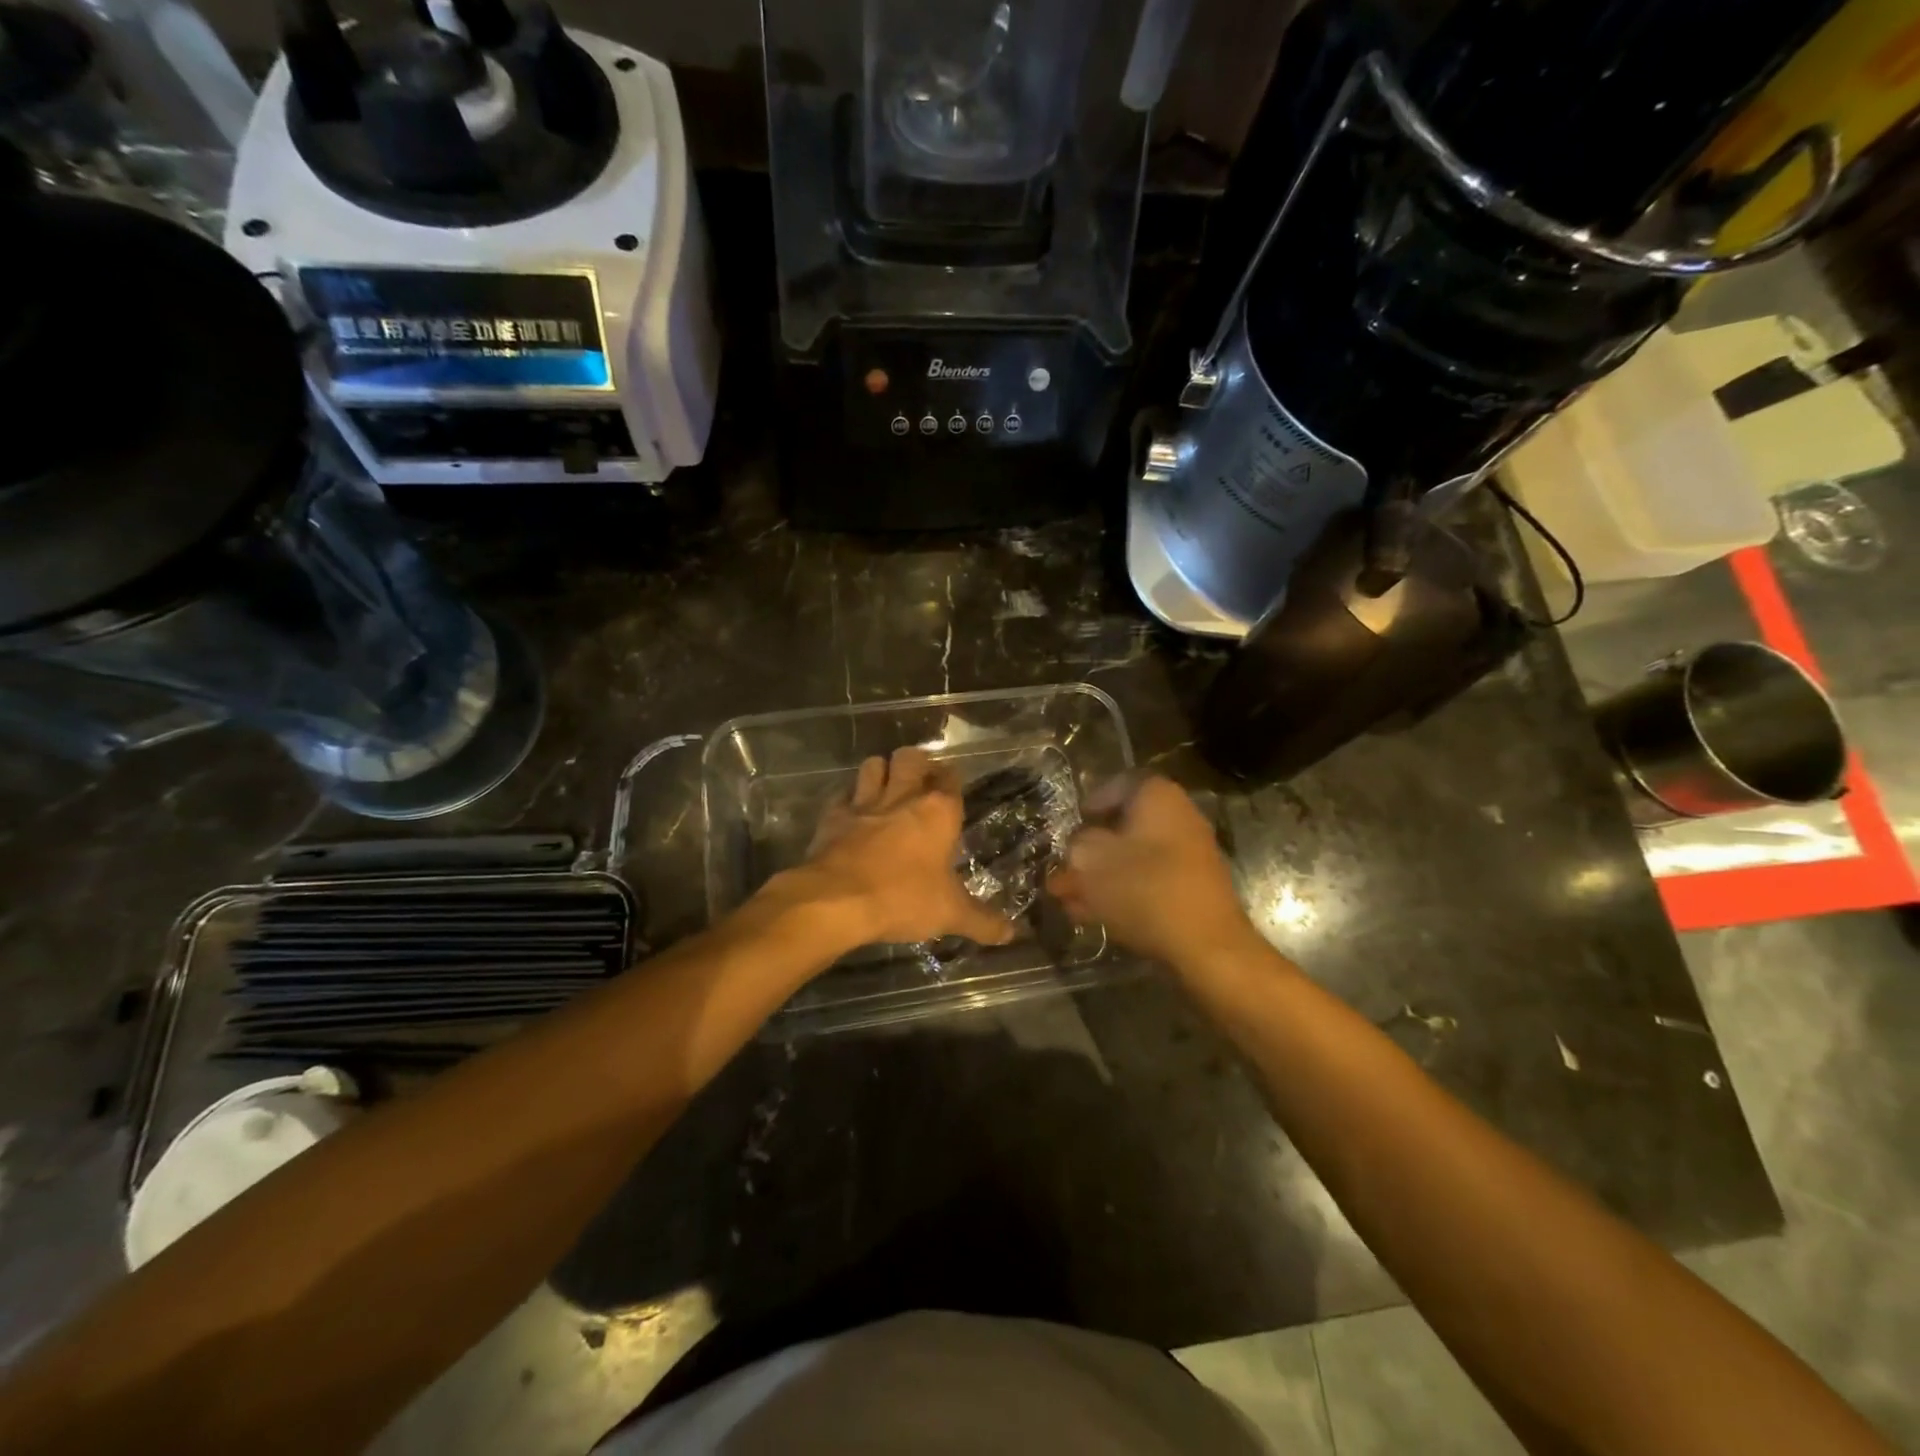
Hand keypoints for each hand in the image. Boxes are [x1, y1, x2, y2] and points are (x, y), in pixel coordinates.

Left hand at [781, 747, 1015, 949]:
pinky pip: (842, 794)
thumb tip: (1011, 934)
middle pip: (910, 757)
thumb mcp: (950, 914)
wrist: (837, 900)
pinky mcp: (833, 816)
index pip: (950, 777)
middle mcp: (902, 796)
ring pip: (873, 765)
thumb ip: (982, 921)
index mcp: (938, 811)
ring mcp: (864, 802)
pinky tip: (852, 811)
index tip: (952, 788)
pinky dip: (848, 798)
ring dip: (881, 771)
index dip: (951, 778)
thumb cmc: (903, 898)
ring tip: (886, 787)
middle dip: (916, 762)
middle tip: (920, 780)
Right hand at [1047, 776, 1258, 969]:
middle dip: (1090, 850)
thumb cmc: (1145, 889)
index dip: (1091, 802)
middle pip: (1124, 826)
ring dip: (1101, 877)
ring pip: (1134, 858)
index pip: (1120, 784)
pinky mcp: (1191, 889)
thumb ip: (1076, 848)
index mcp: (1158, 797)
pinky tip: (1092, 915)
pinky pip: (1149, 882)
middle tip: (1064, 868)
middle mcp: (1179, 818)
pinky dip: (1122, 893)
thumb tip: (1076, 848)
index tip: (1072, 824)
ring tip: (1068, 900)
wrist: (1205, 946)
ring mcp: (1189, 856)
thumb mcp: (1092, 862)